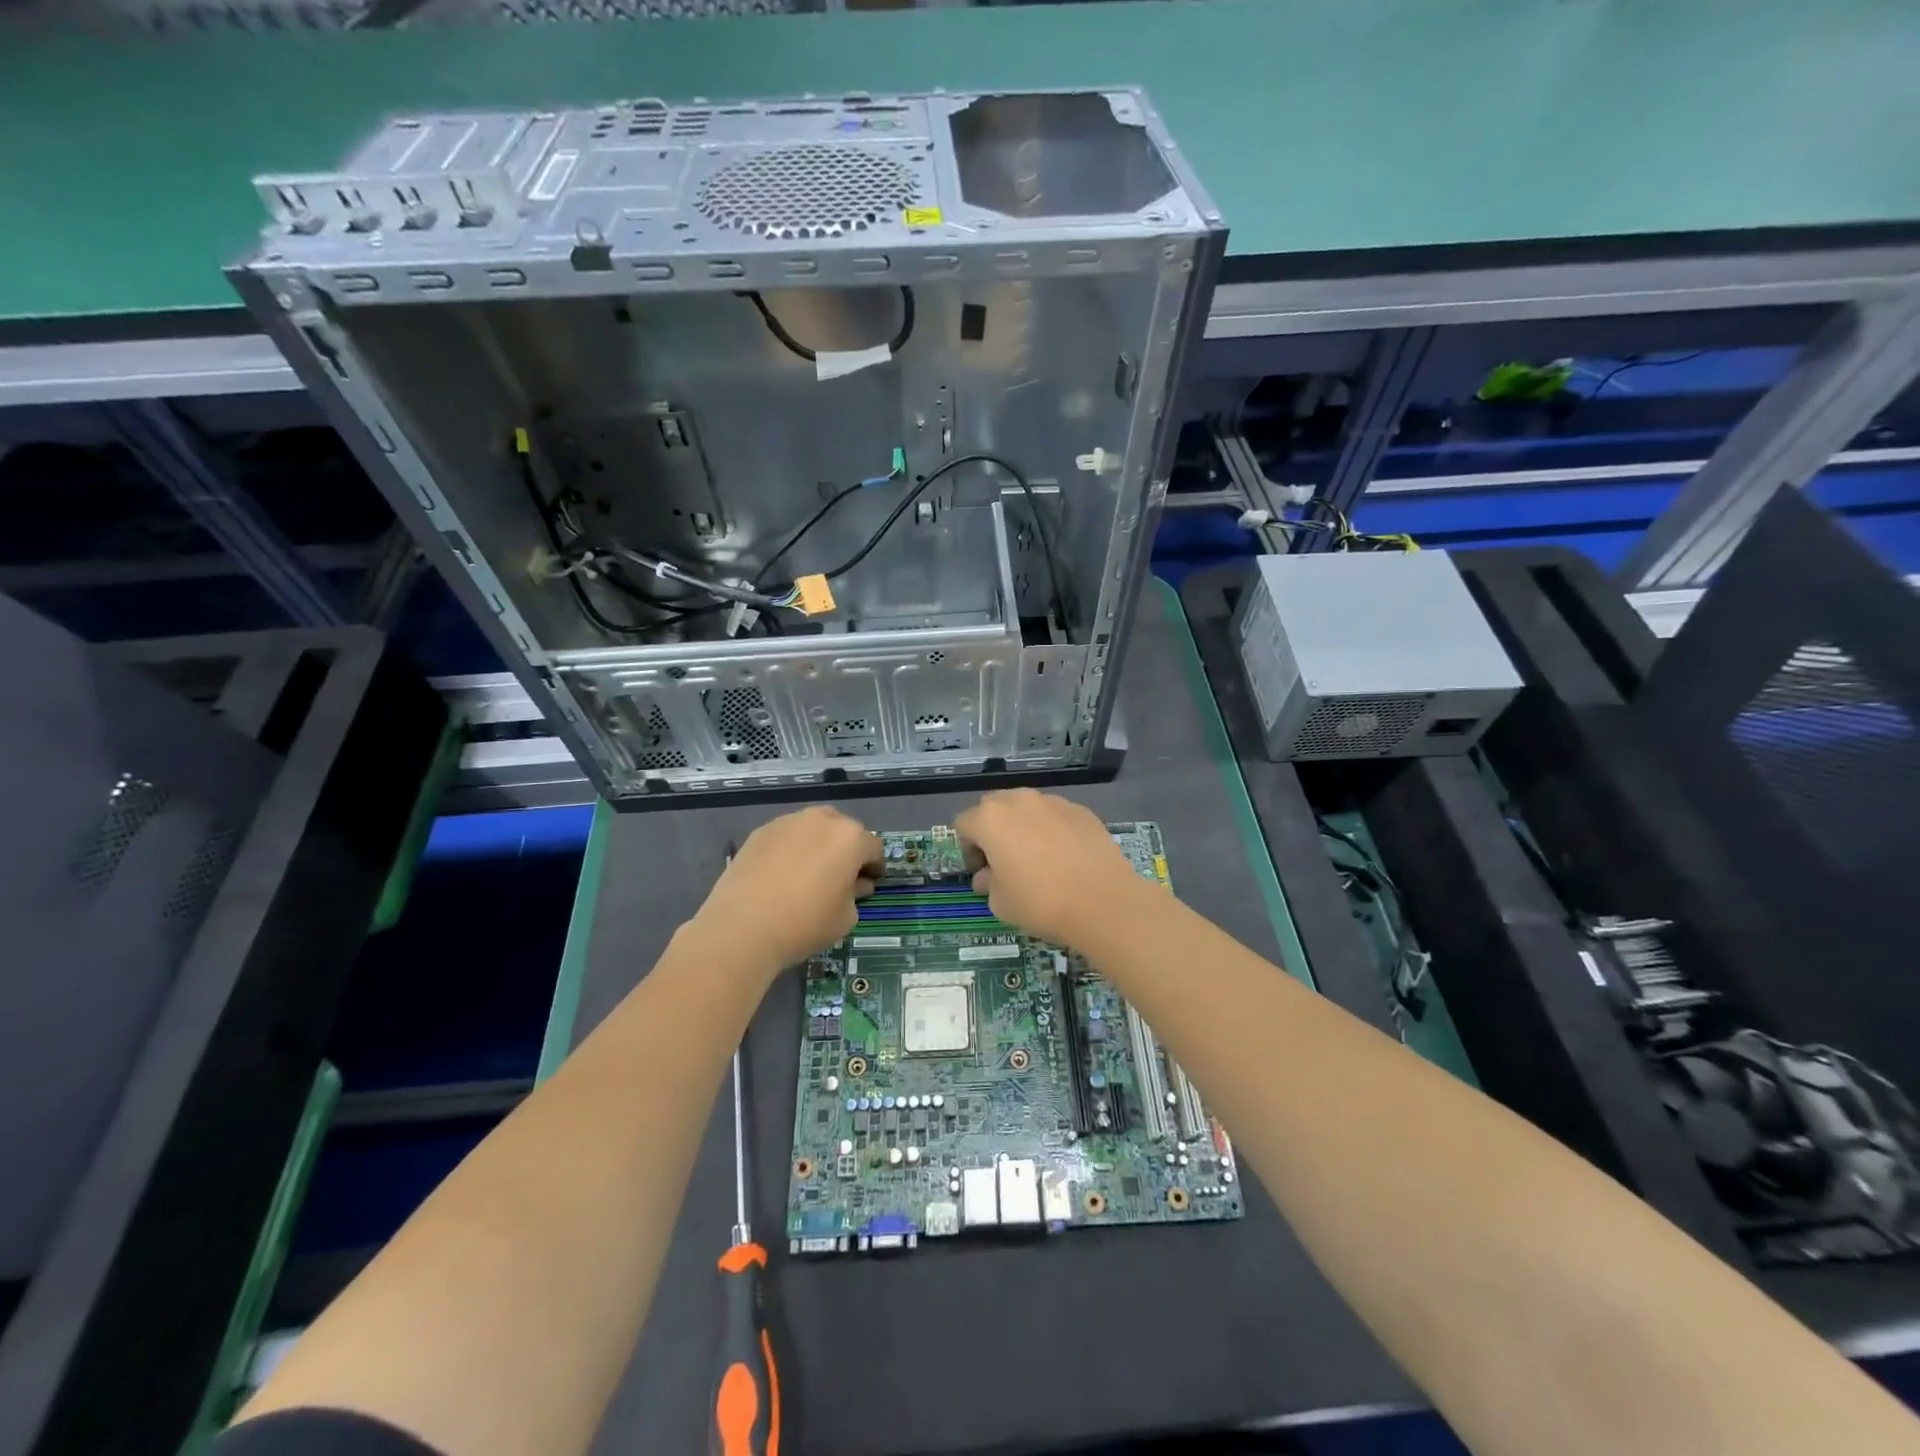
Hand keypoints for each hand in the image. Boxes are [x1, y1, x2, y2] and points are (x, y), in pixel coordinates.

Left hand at [689, 806, 881, 974]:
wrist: (741, 928)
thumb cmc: (804, 924)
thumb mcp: (845, 918)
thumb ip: (856, 894)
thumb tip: (855, 884)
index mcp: (850, 838)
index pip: (873, 847)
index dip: (874, 867)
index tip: (869, 883)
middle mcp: (822, 820)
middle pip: (843, 830)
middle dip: (846, 850)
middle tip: (839, 876)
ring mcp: (788, 822)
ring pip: (813, 828)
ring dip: (818, 845)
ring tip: (808, 873)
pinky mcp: (760, 832)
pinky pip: (787, 836)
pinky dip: (791, 849)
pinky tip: (781, 874)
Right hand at [953, 789, 1146, 947]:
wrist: (1104, 901)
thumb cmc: (1041, 902)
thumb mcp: (1001, 903)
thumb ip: (988, 883)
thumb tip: (988, 876)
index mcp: (991, 819)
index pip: (964, 823)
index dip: (968, 848)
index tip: (982, 871)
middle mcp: (1019, 801)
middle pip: (994, 808)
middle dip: (993, 830)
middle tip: (1005, 861)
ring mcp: (1053, 802)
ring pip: (1027, 808)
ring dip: (1023, 827)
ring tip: (1039, 858)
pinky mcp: (1081, 810)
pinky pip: (1055, 816)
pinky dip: (1052, 830)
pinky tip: (1066, 858)